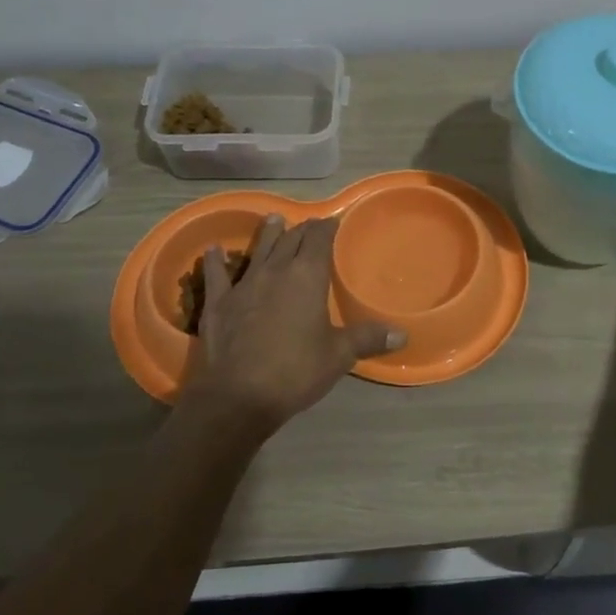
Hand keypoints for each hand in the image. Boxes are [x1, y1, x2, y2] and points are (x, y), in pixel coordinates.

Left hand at [179, 215, 404, 436]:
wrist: (239, 395)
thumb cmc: (296, 371)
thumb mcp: (339, 355)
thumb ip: (368, 339)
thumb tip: (402, 335)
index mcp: (307, 277)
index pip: (318, 240)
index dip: (326, 228)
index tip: (333, 222)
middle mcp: (275, 271)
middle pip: (291, 240)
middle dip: (302, 230)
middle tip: (310, 225)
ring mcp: (244, 284)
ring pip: (259, 250)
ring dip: (268, 234)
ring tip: (273, 219)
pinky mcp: (219, 303)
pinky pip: (217, 274)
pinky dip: (215, 261)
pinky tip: (213, 250)